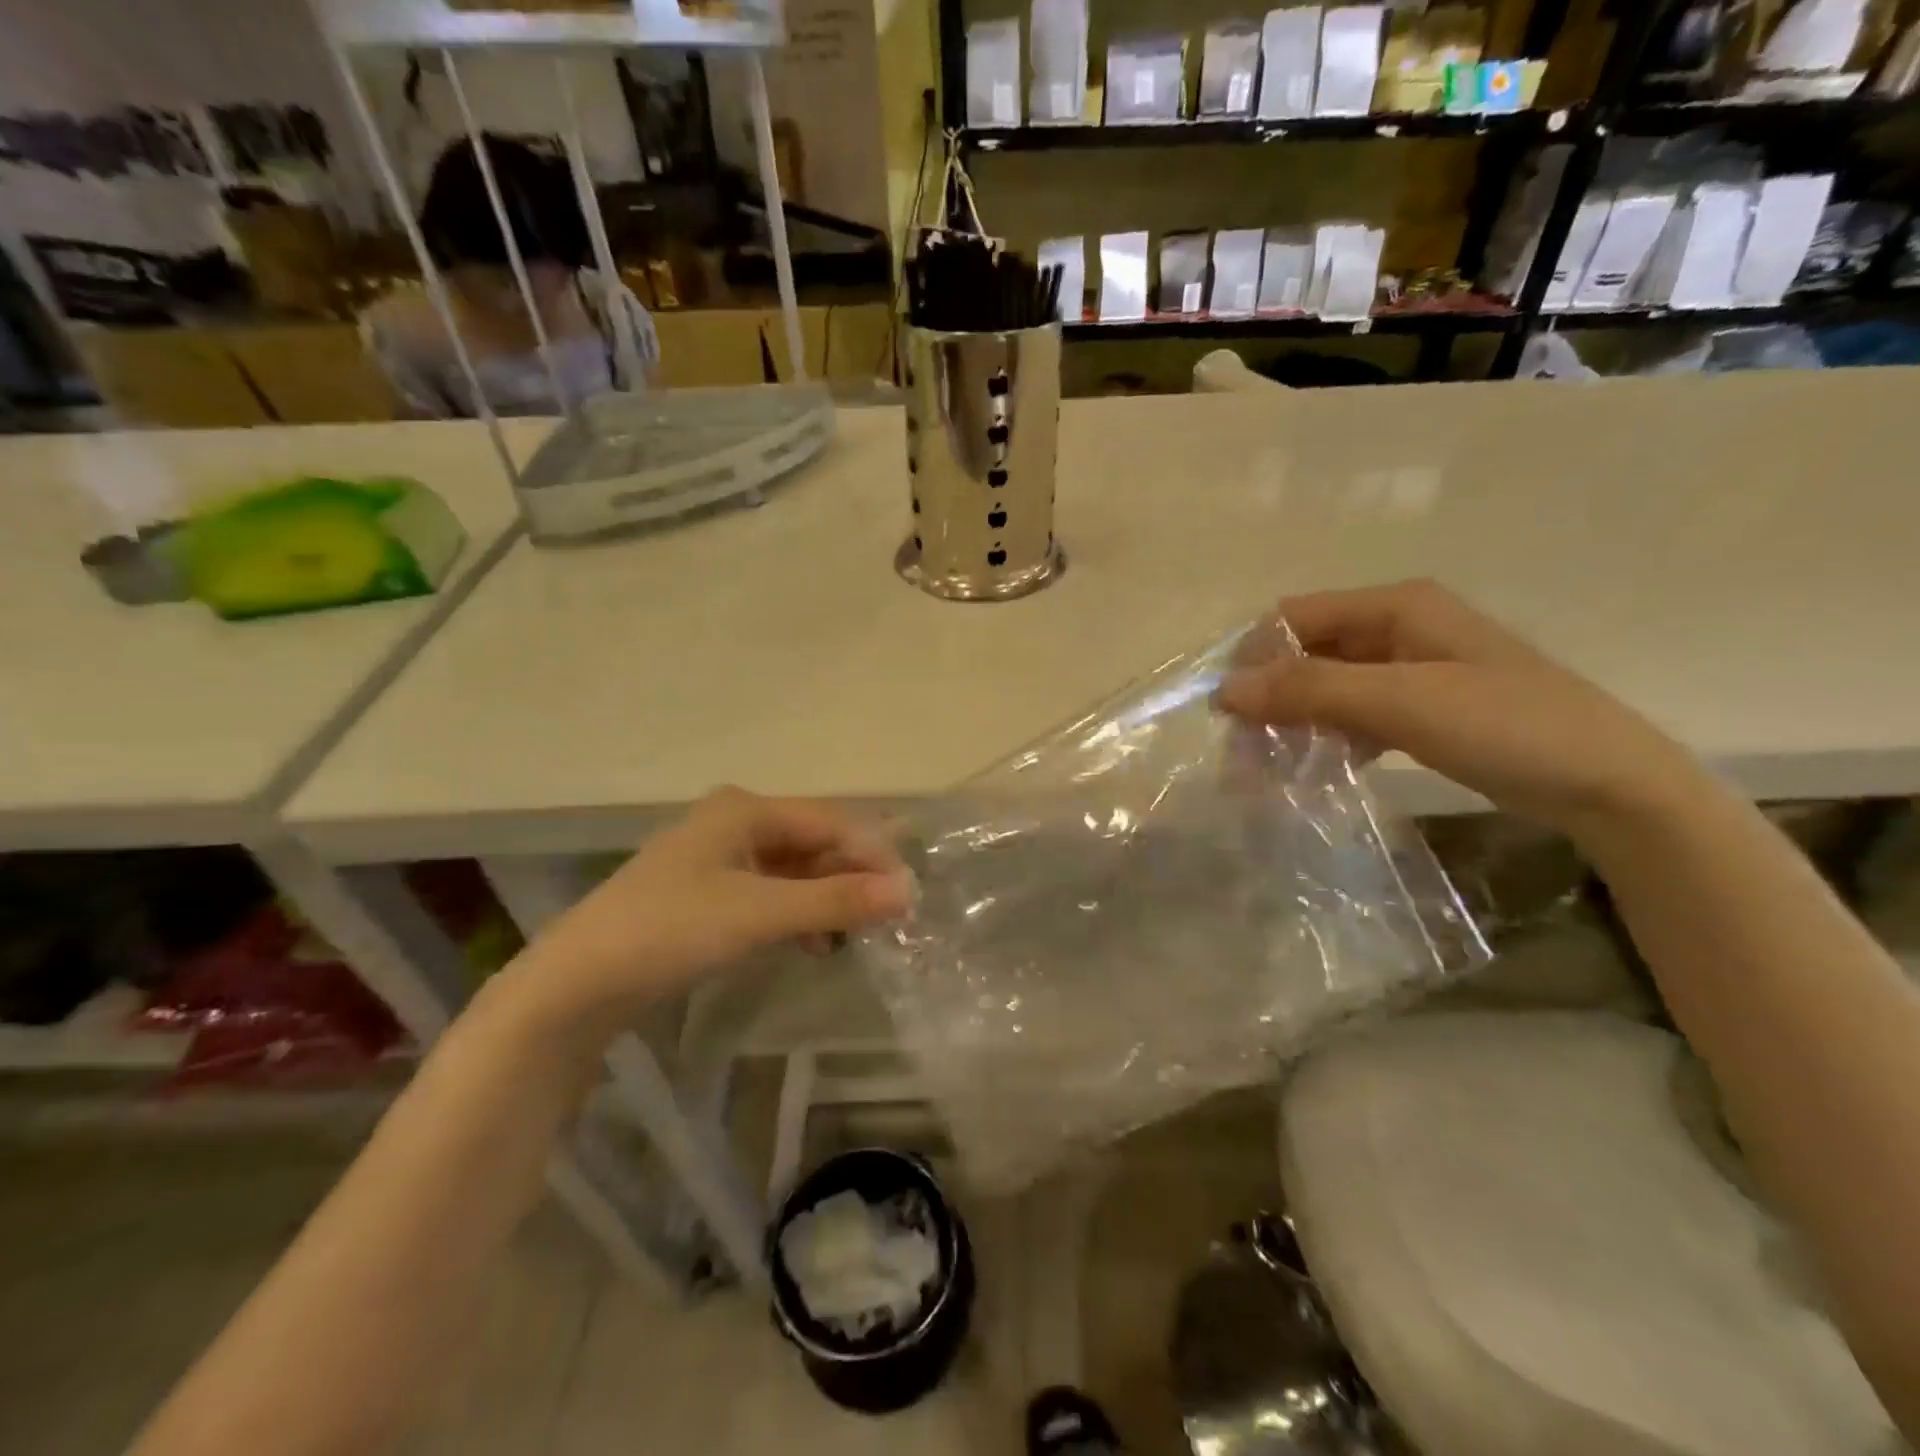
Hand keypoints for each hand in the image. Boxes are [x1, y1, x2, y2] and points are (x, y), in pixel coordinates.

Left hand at [501, 789, 912, 1037]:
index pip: (829, 822)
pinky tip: (813, 942)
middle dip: (850, 878)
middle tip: (887, 919)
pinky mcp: (708, 894)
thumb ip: (835, 901)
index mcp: (745, 809)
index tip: (908, 895)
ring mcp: (719, 858)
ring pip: (794, 870)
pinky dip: (797, 913)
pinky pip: (771, 893)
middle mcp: (735, 822)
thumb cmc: (672, 930)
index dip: (872, 855)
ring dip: (826, 898)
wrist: (577, 985)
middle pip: (812, 843)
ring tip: (854, 935)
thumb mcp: (760, 913)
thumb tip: (907, 892)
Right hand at [1216, 580, 1708, 843]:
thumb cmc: (1506, 725)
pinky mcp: (1419, 709)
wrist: (1609, 785)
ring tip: (1269, 770)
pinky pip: (1352, 715)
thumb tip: (1224, 690)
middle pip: (1306, 654)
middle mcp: (1397, 628)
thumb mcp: (1400, 701)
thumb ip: (1310, 690)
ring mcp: (1409, 670)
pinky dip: (1327, 739)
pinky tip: (1315, 771)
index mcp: (1395, 606)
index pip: (1294, 617)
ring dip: (1294, 723)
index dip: (1253, 657)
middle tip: (1243, 753)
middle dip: (1269, 698)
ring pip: (1325, 688)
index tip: (1227, 712)